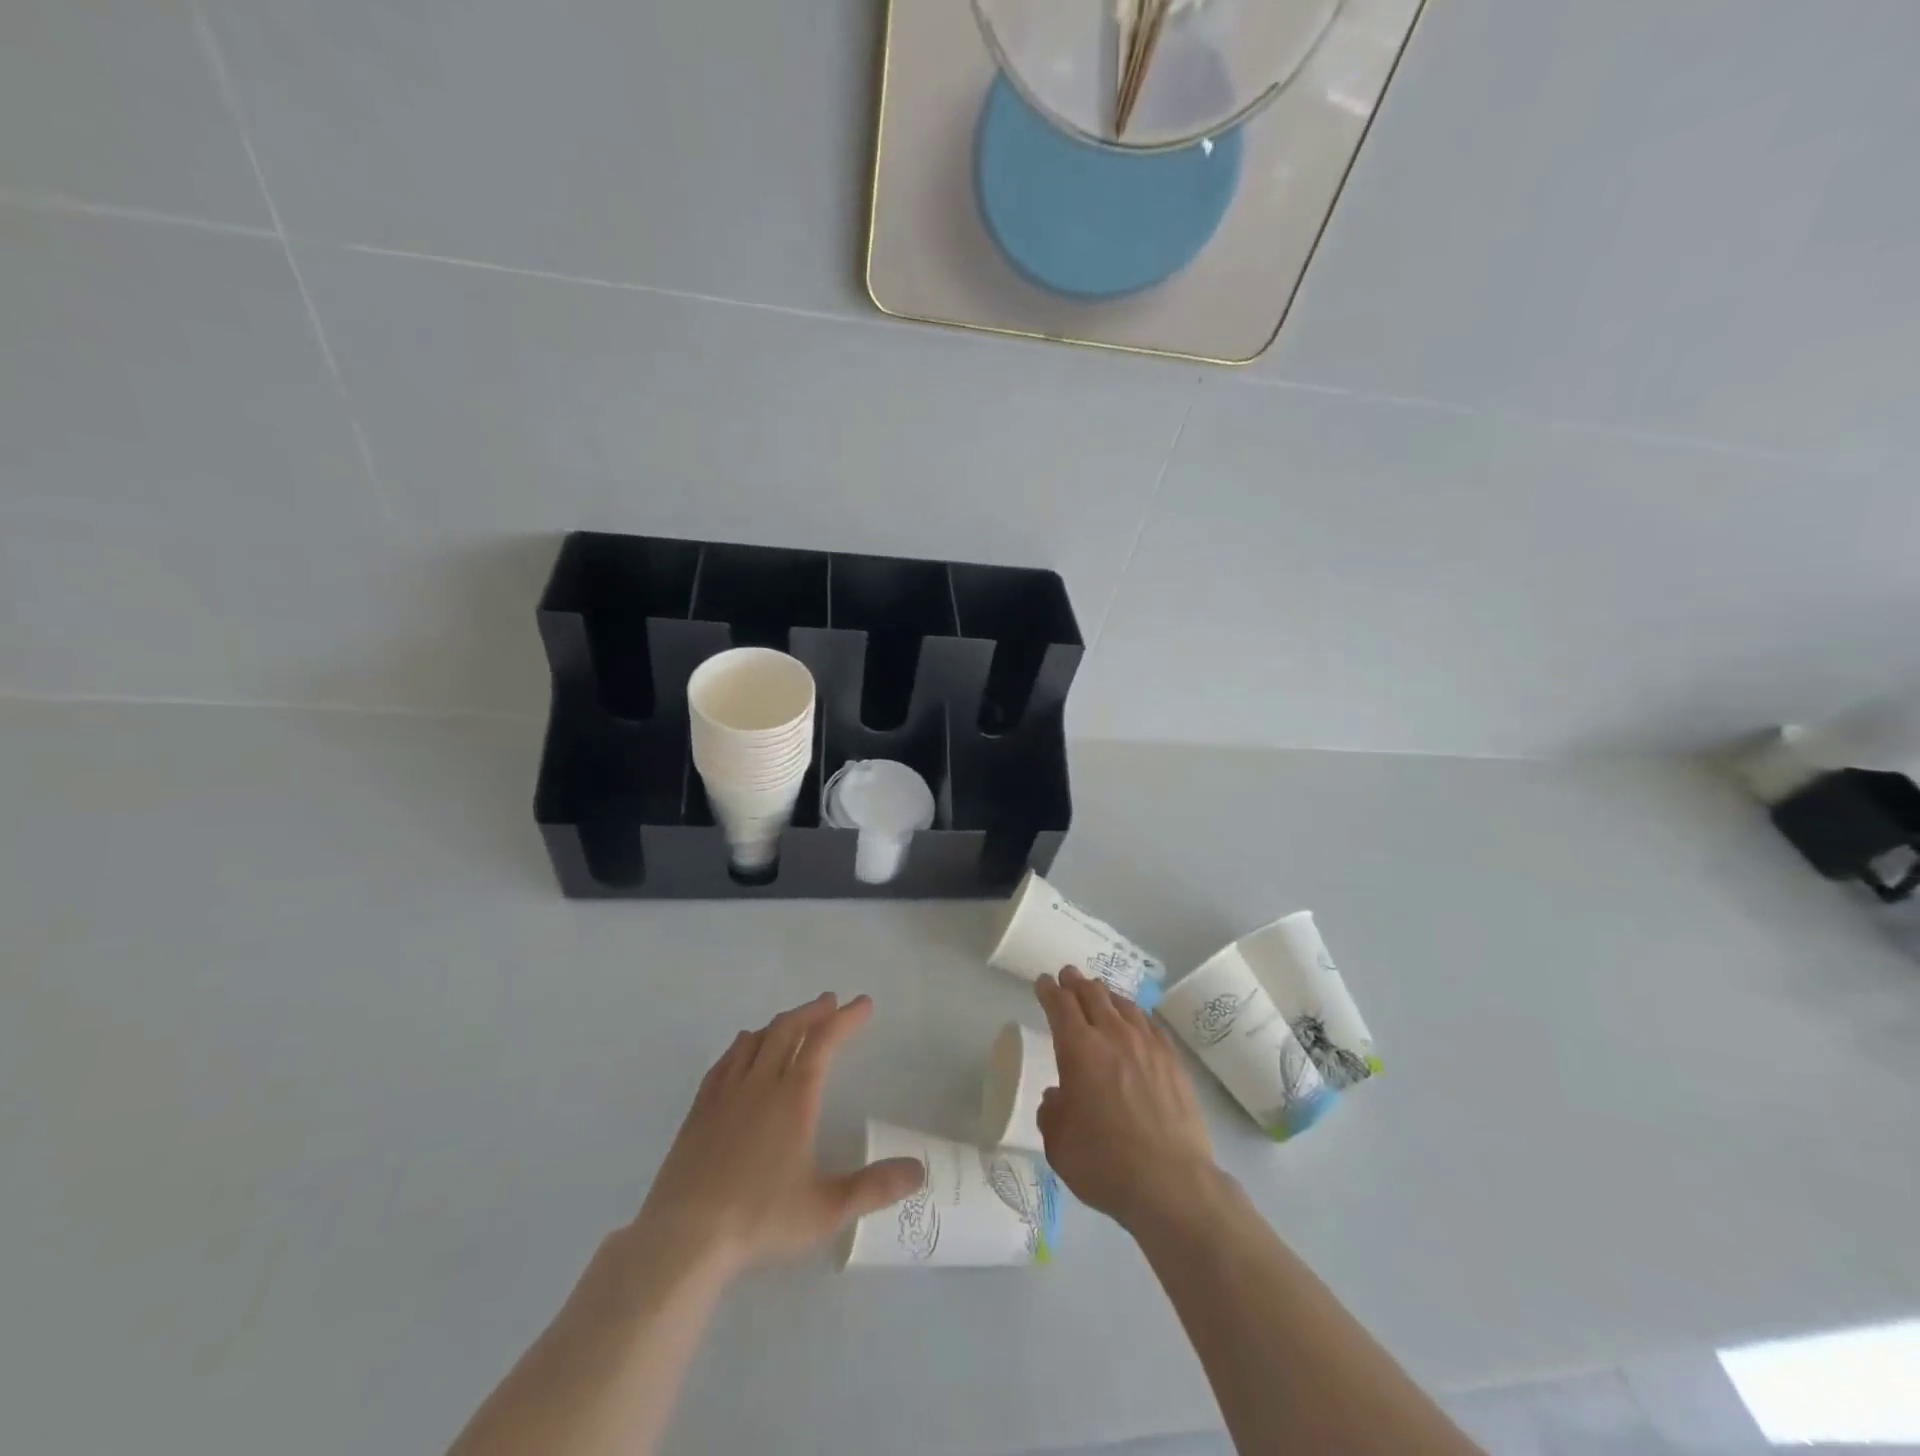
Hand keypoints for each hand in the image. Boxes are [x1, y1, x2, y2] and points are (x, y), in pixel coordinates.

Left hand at [634, 994, 923, 1278]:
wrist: (684, 1239)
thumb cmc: (759, 1220)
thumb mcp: (825, 1210)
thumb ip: (874, 1187)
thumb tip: (920, 1171)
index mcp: (794, 1099)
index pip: (824, 1043)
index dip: (845, 1019)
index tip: (863, 1003)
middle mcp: (761, 1084)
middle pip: (789, 1030)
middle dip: (813, 1011)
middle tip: (831, 1001)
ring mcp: (726, 1093)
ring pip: (756, 1039)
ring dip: (780, 1022)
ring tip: (794, 1020)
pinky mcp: (699, 1109)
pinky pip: (725, 1060)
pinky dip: (744, 1043)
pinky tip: (744, 1047)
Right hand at [1035, 966, 1217, 1231]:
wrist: (1172, 1183)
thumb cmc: (1106, 1164)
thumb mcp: (1059, 1145)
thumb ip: (1052, 1113)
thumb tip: (1058, 1097)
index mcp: (1079, 1050)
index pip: (1060, 1005)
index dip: (1049, 990)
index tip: (1043, 981)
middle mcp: (1113, 1036)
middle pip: (1092, 994)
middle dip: (1076, 982)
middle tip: (1069, 976)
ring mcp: (1147, 1045)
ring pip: (1123, 1004)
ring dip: (1105, 994)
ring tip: (1099, 992)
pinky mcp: (1172, 1060)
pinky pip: (1149, 1023)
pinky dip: (1135, 1014)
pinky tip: (1134, 1019)